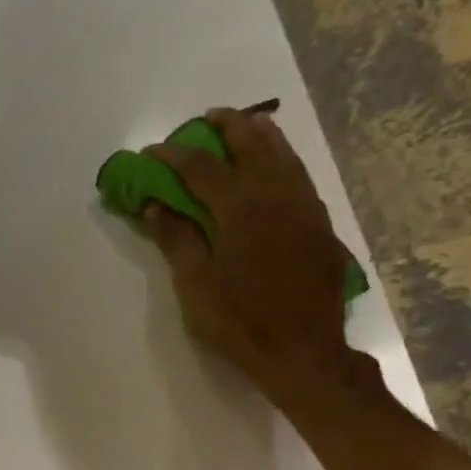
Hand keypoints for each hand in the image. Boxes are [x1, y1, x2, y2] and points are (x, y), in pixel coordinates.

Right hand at [142, 108, 359, 404]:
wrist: (302, 350)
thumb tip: (157, 206)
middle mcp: (275, 194)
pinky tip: (274, 164)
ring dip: (258, 135)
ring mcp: (303, 205)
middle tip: (204, 120)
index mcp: (240, 207)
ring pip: (282, 153)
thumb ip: (177, 240)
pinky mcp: (319, 223)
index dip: (173, 156)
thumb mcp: (196, 286)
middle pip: (250, 144)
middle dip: (225, 127)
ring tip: (243, 125)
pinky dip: (281, 158)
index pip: (201, 167)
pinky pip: (298, 174)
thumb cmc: (239, 321)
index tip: (152, 152)